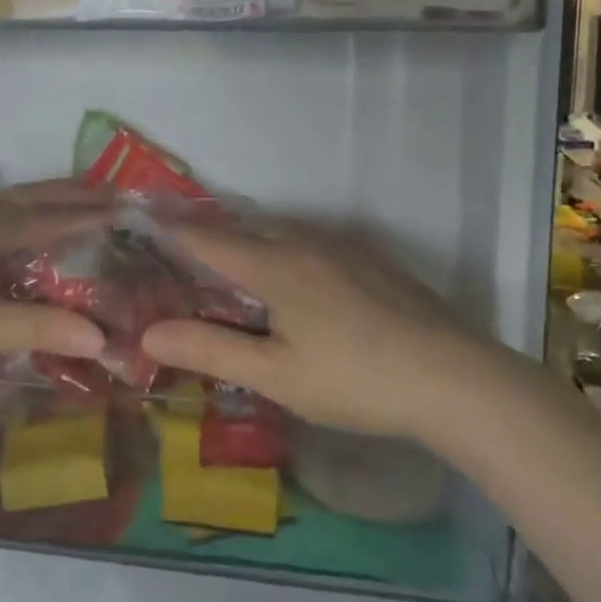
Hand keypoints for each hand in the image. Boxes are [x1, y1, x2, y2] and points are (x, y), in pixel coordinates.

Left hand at [0, 180, 110, 368]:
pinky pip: (3, 202)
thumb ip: (38, 328)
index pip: (60, 216)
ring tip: (83, 194)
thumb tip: (101, 338)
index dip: (97, 214)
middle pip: (41, 194)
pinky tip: (26, 217)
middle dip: (81, 193)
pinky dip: (30, 201)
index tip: (134, 210)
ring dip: (54, 192)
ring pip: (20, 194)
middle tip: (120, 194)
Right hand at [143, 217, 486, 439]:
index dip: (173, 231)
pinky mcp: (371, 261)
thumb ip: (210, 349)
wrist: (457, 379)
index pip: (208, 239)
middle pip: (243, 228)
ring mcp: (342, 248)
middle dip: (208, 233)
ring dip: (247, 239)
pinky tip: (291, 275)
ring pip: (280, 231)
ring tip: (228, 259)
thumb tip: (148, 333)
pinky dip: (282, 248)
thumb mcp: (275, 375)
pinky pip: (309, 241)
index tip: (144, 221)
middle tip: (179, 247)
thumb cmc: (354, 379)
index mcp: (274, 264)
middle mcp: (304, 242)